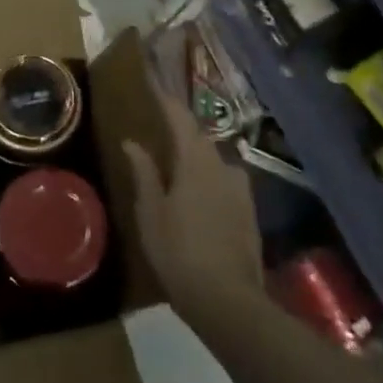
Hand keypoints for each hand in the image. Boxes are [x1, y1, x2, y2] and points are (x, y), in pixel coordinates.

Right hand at [124, 79, 263, 320]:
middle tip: (161, 123)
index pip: (180, 119)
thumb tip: (133, 142)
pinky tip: (197, 192)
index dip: (166, 99)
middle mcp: (223, 167)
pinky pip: (224, 181)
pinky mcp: (249, 212)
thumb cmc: (179, 252)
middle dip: (181, 128)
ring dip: (196, 155)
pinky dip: (208, 177)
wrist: (229, 302)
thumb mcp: (151, 213)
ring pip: (215, 160)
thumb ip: (144, 173)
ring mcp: (241, 190)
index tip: (154, 80)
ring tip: (177, 160)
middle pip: (199, 138)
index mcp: (196, 162)